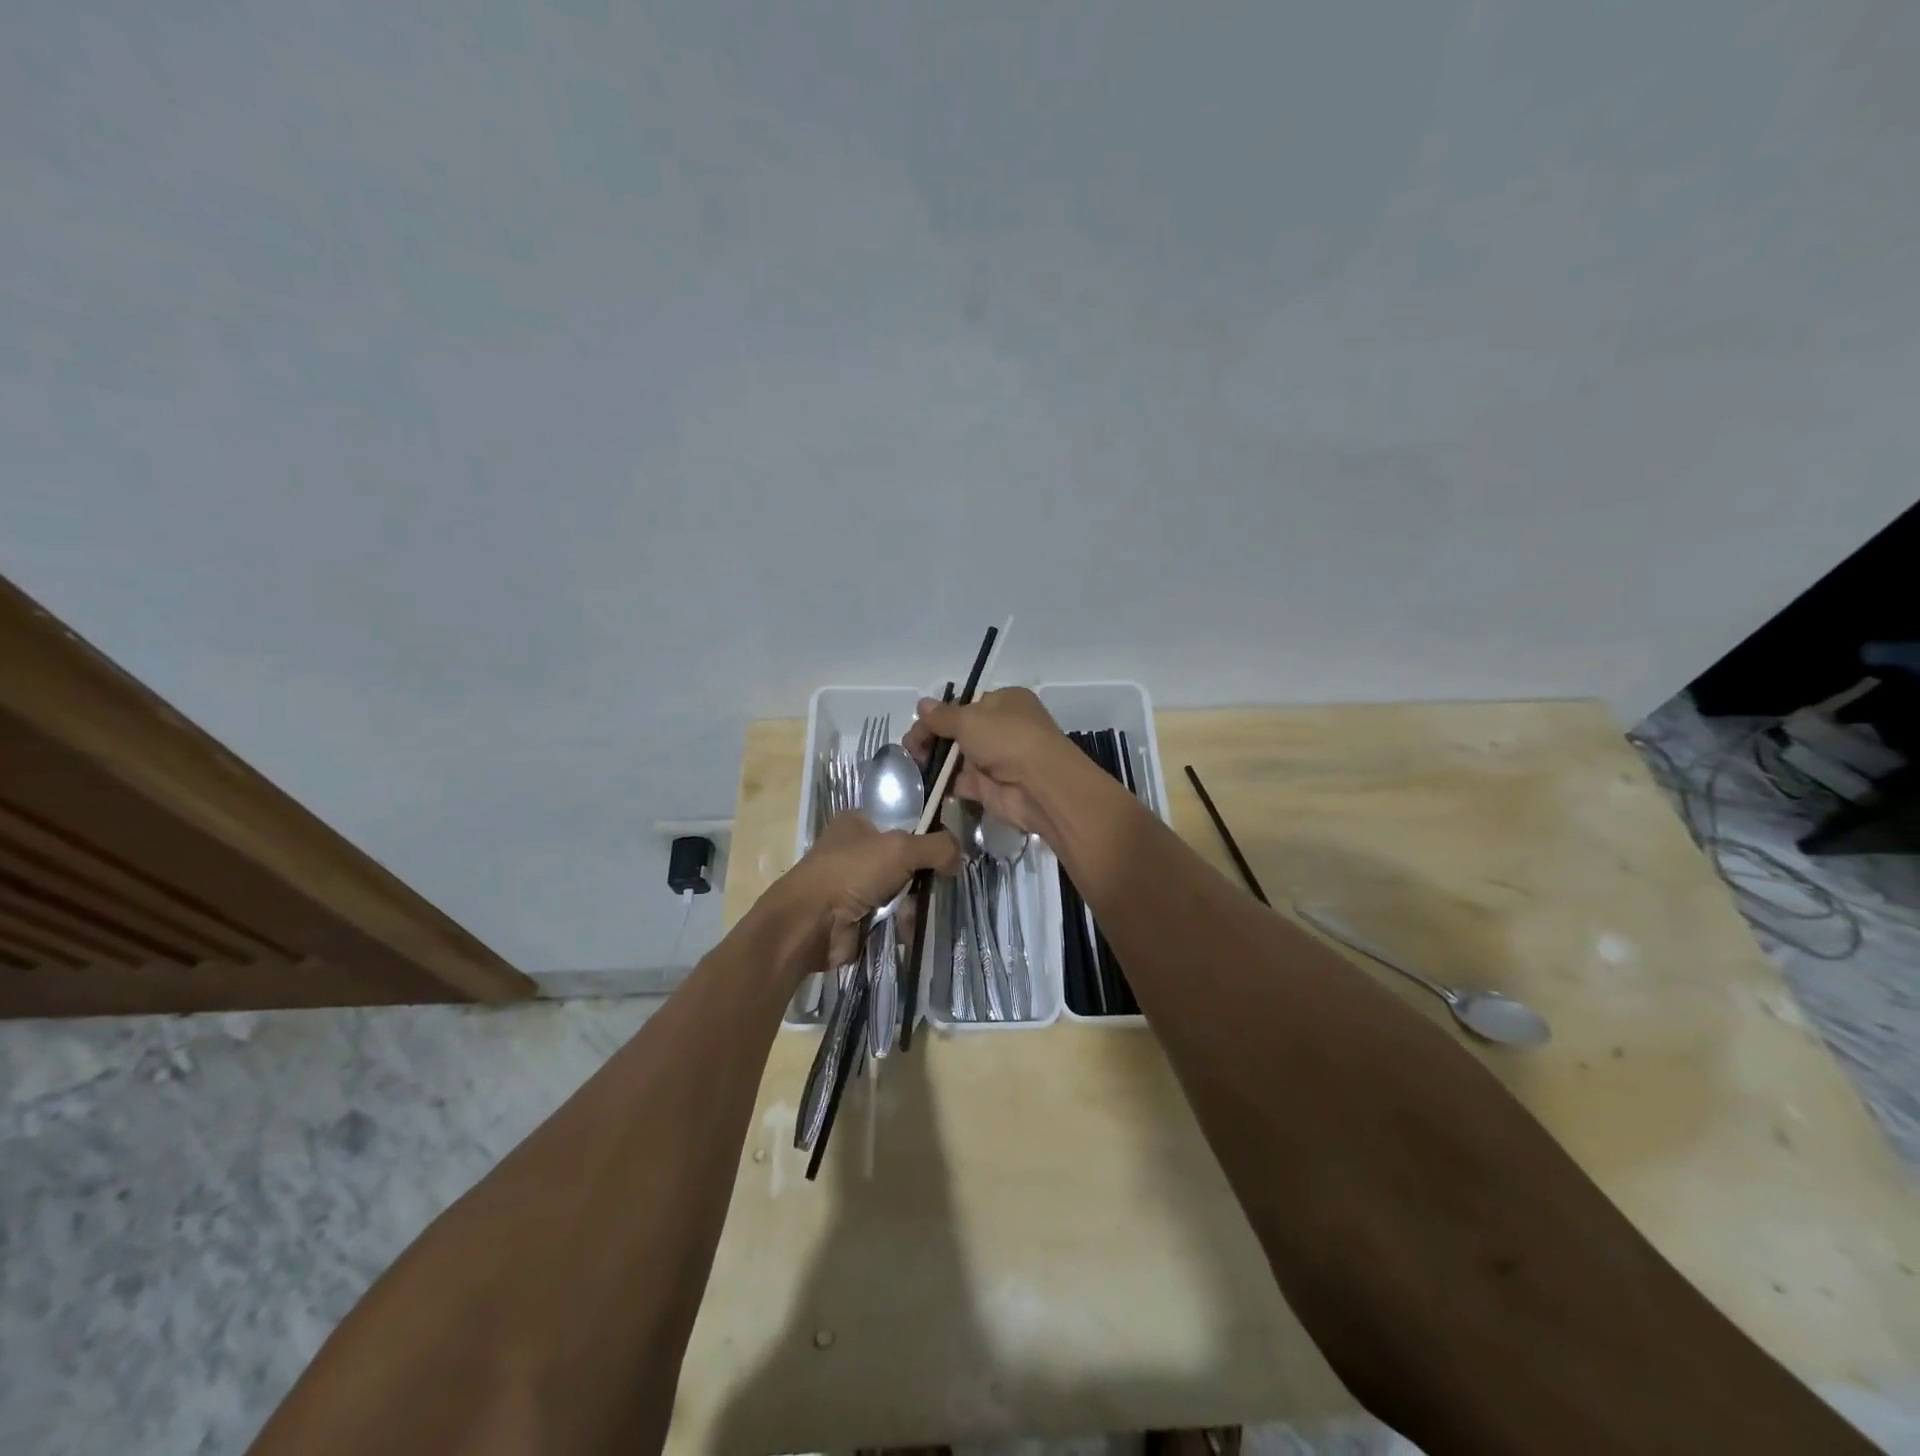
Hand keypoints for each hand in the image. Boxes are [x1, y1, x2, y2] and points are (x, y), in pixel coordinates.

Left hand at [779, 811, 958, 970]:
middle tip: (936, 884)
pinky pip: (892, 917)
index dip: (926, 834)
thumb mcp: (901, 847)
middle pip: (906, 860)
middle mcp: (856, 851)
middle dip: (921, 876)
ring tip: (912, 912)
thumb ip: (937, 846)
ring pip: (902, 891)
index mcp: (858, 823)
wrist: (811, 922)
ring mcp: (856, 886)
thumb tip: (959, 856)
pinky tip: (904, 929)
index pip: (902, 821)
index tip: (948, 851)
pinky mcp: (858, 916)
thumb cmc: (852, 871)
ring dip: (912, 904)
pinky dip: (901, 924)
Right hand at [904, 687, 1078, 841]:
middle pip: (959, 731)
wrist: (1039, 785)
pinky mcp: (990, 787)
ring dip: (935, 761)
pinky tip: (922, 782)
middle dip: (932, 738)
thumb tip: (921, 705)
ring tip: (911, 765)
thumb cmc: (1006, 738)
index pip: (965, 704)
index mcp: (1004, 702)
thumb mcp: (969, 719)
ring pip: (958, 758)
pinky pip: (961, 782)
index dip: (940, 714)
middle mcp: (1002, 729)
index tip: (918, 725)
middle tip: (910, 749)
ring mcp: (996, 759)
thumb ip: (942, 716)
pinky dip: (943, 783)